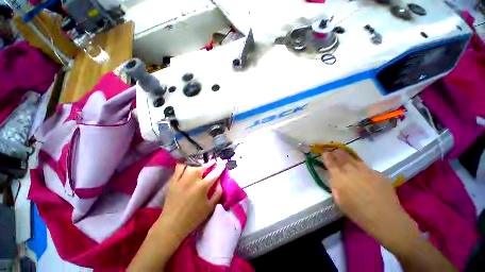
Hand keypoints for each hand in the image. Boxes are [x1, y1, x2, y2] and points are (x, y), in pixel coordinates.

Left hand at [128, 163, 224, 271]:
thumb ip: (218, 193)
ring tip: (200, 165)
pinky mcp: (173, 181)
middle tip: (212, 163)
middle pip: (202, 166)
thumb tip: (219, 182)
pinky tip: (188, 165)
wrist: (172, 225)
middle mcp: (192, 180)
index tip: (223, 163)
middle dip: (209, 163)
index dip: (220, 167)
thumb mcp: (210, 207)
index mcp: (202, 187)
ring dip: (197, 163)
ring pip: (190, 165)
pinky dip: (184, 165)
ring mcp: (181, 179)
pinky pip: (178, 168)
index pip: (214, 173)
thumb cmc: (193, 217)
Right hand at [322, 150, 419, 250]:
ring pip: (355, 160)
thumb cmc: (358, 213)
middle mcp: (352, 171)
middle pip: (342, 157)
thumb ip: (335, 186)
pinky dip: (362, 169)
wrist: (386, 218)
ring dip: (348, 157)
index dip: (327, 157)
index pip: (331, 163)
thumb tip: (335, 178)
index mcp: (340, 178)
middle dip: (336, 153)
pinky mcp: (379, 174)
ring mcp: (367, 171)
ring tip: (345, 155)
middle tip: (334, 151)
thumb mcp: (339, 200)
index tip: (324, 152)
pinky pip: (367, 168)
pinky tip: (364, 175)